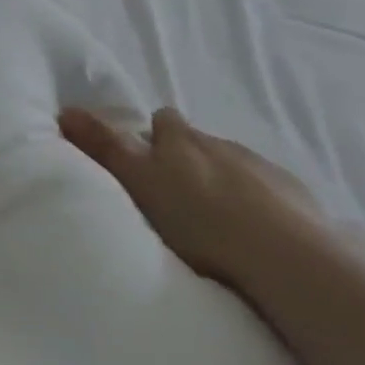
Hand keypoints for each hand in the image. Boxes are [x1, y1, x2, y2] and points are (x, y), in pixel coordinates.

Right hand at [59, 105, 320, 284]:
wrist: (285, 255)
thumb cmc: (198, 216)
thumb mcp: (137, 179)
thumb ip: (104, 145)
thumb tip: (66, 109)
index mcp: (182, 138)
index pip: (163, 120)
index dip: (153, 136)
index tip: (144, 161)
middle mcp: (222, 143)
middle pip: (199, 144)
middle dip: (188, 161)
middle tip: (174, 197)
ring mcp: (263, 170)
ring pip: (233, 168)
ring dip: (222, 185)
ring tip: (213, 223)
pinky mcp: (298, 200)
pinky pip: (269, 194)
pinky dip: (257, 207)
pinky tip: (252, 236)